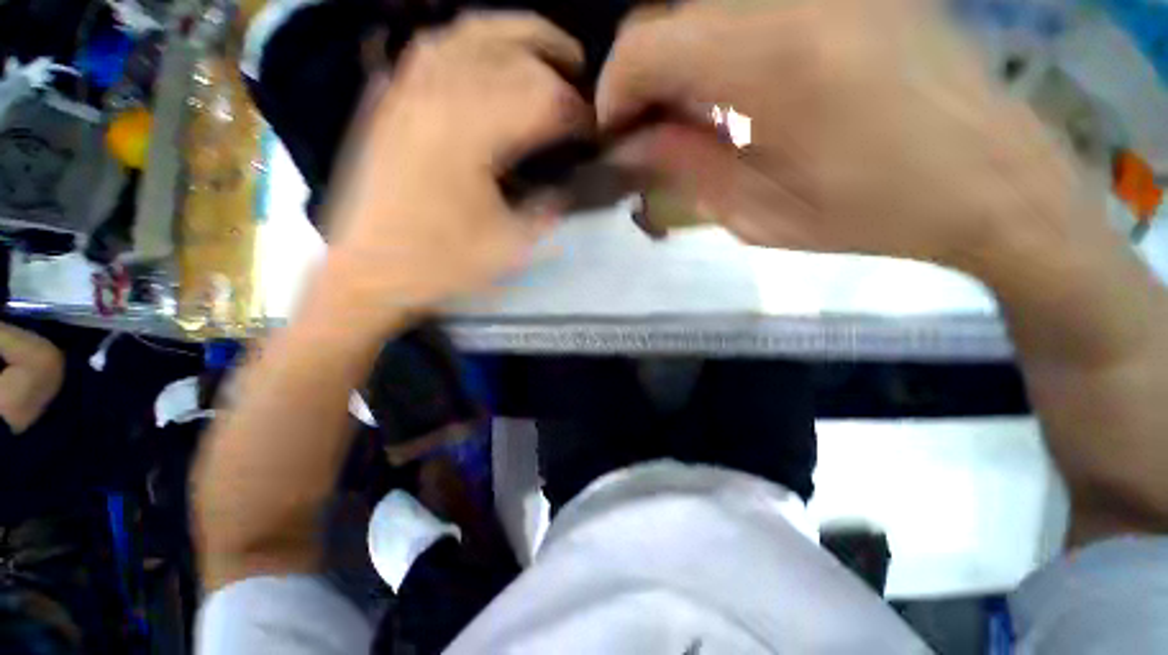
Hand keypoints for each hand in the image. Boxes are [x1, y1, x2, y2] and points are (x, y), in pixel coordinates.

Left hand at [324, 13, 589, 328]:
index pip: (543, 100)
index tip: (594, 134)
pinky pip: (432, 48)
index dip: (577, 114)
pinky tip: (486, 53)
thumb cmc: (441, 264)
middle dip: (557, 64)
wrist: (368, 272)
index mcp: (471, 135)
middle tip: (583, 83)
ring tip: (545, 48)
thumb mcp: (508, 247)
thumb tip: (571, 185)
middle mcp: (438, 96)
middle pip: (512, 53)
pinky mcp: (390, 99)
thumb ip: (547, 209)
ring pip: (469, 33)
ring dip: (516, 33)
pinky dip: (469, 40)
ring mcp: (408, 90)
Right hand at [598, 0, 1087, 275]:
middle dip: (642, 72)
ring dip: (680, 56)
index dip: (614, 89)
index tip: (614, 133)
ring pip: (709, 2)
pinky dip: (721, 40)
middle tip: (649, 129)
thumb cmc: (873, 212)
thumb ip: (686, 168)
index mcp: (773, 60)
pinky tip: (737, 87)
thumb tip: (632, 144)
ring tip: (690, 114)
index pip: (647, 44)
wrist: (992, 180)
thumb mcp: (760, 213)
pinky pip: (754, 2)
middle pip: (671, 9)